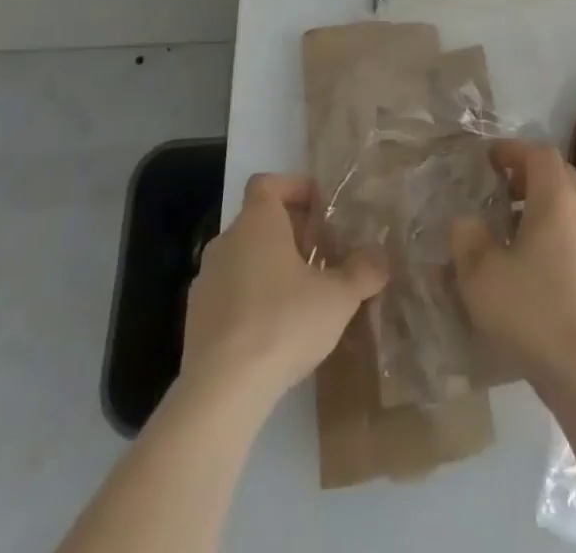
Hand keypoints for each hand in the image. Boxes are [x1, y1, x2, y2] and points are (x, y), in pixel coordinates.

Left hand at [181, 173, 387, 406]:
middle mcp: (226, 241)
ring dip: (271, 267)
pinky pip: (230, 293)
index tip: (322, 209)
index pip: (269, 183)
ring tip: (303, 295)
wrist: (221, 391)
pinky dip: (252, 299)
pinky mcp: (195, 320)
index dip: (295, 188)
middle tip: (323, 256)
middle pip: (259, 221)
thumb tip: (380, 256)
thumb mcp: (338, 296)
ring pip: (244, 258)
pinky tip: (275, 330)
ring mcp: (206, 281)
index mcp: (257, 222)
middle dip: (292, 233)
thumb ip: (363, 271)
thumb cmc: (282, 323)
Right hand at [450, 141, 575, 392]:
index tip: (488, 158)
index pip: (538, 152)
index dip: (512, 149)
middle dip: (528, 173)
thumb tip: (467, 221)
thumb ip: (466, 237)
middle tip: (499, 188)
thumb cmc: (533, 312)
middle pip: (558, 173)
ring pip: (570, 203)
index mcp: (557, 198)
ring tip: (512, 226)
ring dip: (542, 203)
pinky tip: (535, 262)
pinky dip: (555, 230)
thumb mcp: (480, 275)